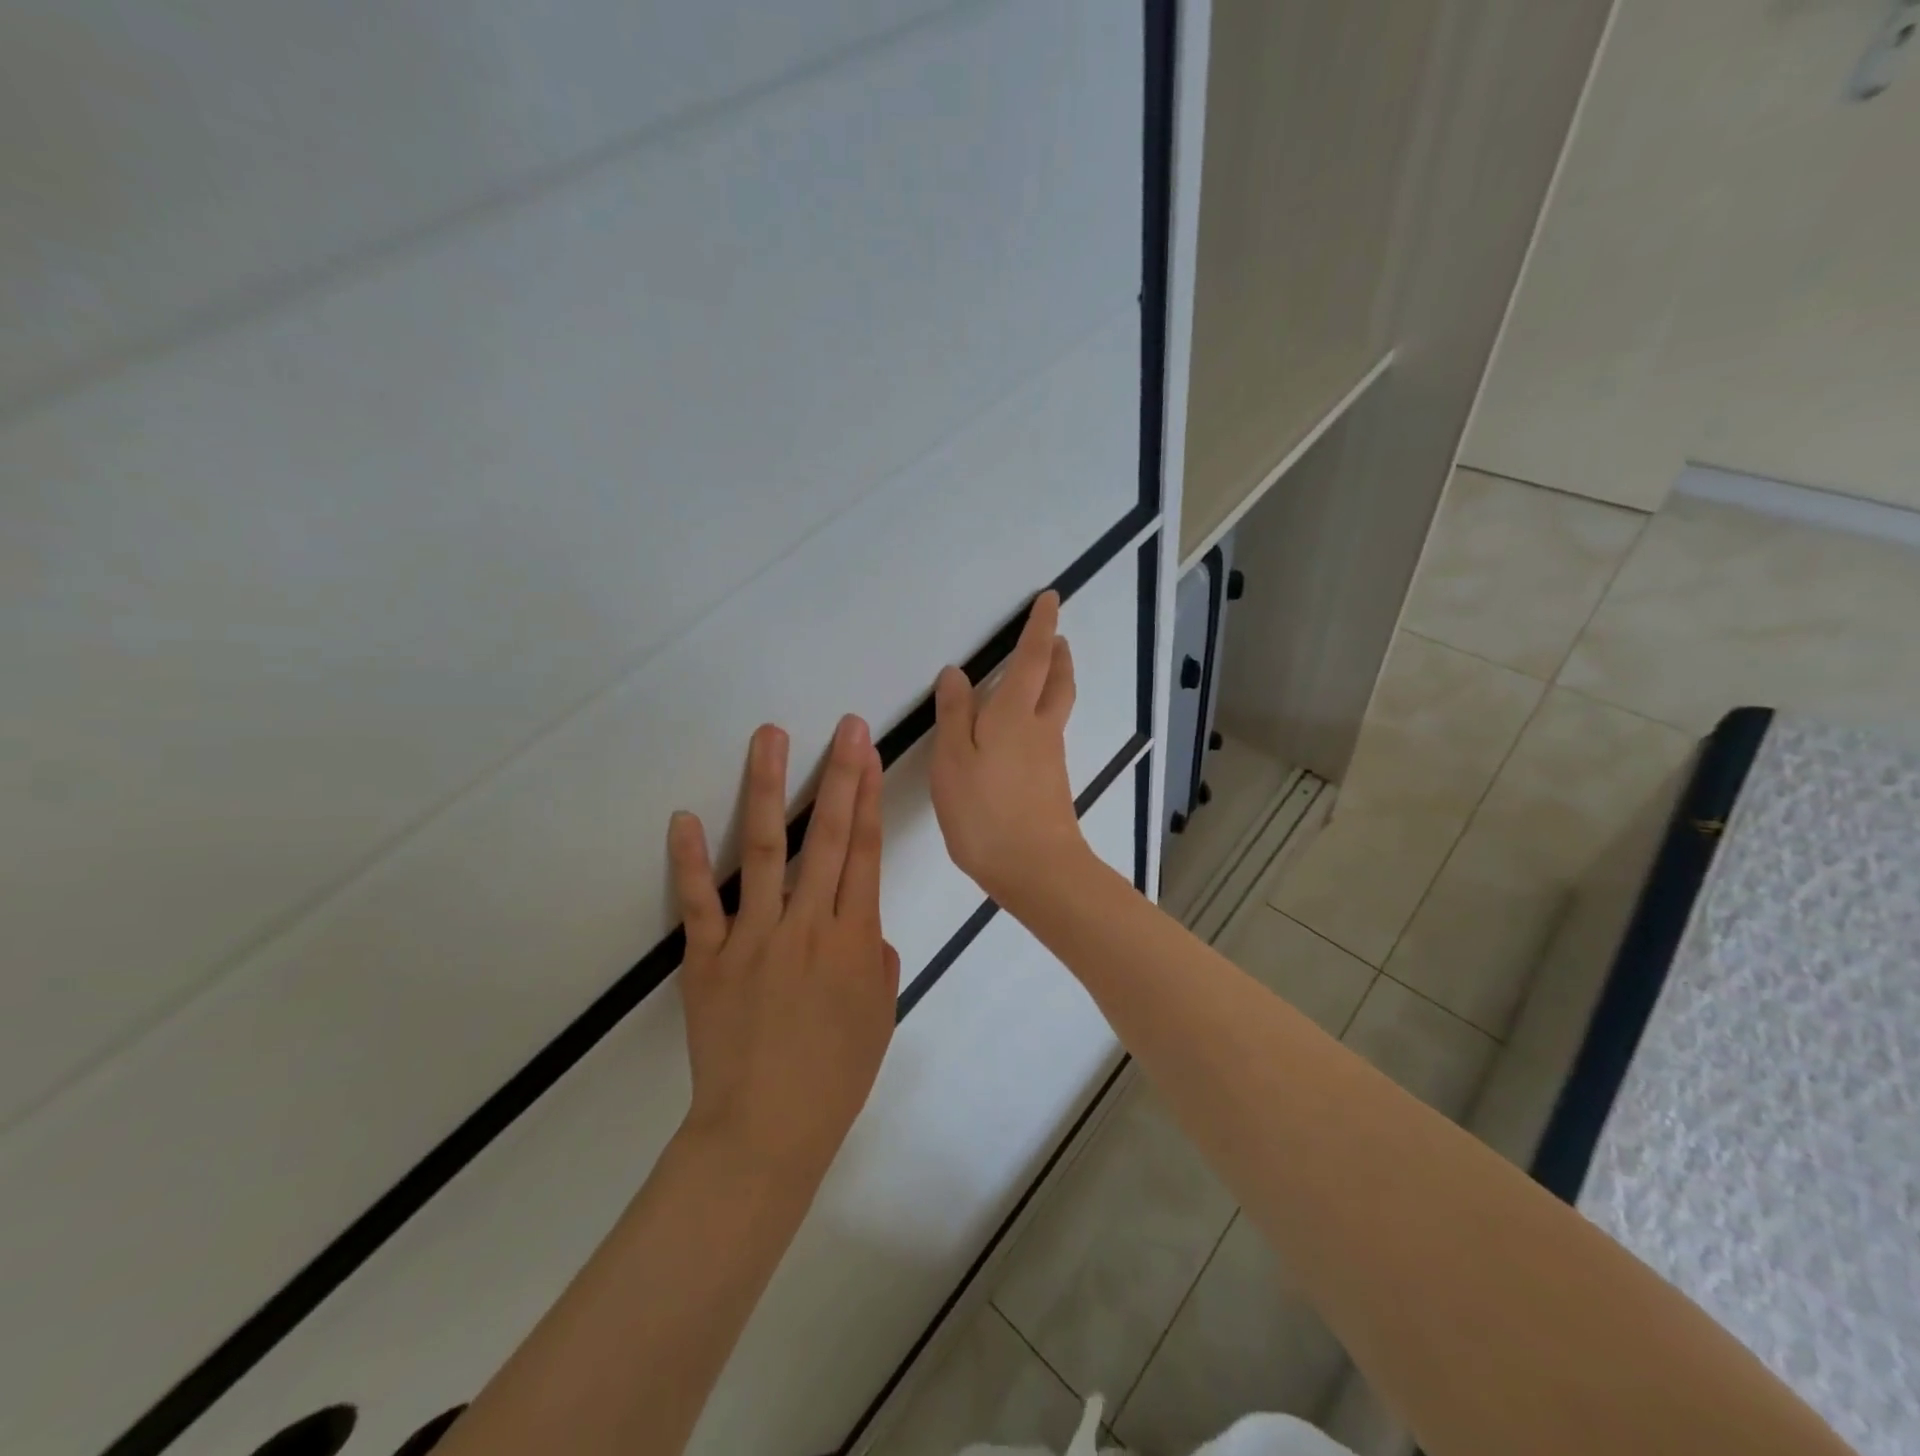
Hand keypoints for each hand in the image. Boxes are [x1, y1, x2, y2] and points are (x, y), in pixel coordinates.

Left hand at [669, 716, 899, 1181]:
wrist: (766, 1129)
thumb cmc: (835, 1076)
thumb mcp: (880, 1015)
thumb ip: (878, 960)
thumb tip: (866, 926)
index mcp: (854, 939)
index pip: (865, 852)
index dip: (868, 798)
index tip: (868, 754)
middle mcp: (807, 925)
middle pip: (828, 837)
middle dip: (839, 776)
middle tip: (844, 728)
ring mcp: (754, 937)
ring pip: (765, 850)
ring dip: (769, 790)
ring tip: (771, 739)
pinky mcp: (708, 958)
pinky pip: (699, 902)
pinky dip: (689, 860)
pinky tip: (685, 816)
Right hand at [930, 590, 1089, 905]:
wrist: (1035, 869)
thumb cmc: (984, 810)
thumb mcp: (953, 759)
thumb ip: (954, 714)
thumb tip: (956, 674)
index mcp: (1015, 714)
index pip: (1032, 658)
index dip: (1040, 627)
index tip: (1050, 600)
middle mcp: (1040, 728)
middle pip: (1057, 681)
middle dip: (1057, 654)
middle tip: (1056, 636)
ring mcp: (1051, 758)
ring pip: (1057, 708)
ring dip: (1055, 681)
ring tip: (1043, 673)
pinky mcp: (1052, 784)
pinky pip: (1050, 734)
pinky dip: (1045, 715)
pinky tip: (1027, 731)